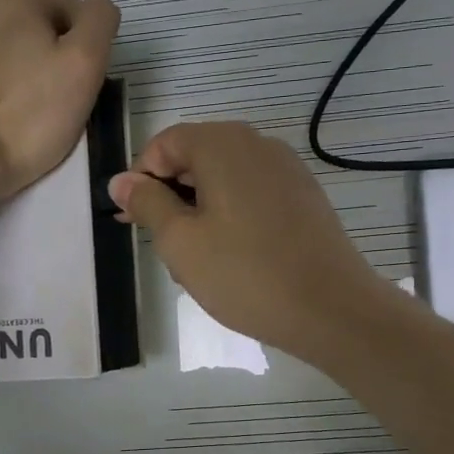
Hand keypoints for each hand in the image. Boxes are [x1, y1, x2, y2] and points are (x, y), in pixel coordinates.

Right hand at [108, 122, 390, 359]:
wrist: (332, 309)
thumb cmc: (246, 274)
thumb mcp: (180, 242)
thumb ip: (146, 203)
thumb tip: (121, 180)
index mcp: (223, 144)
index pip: (164, 144)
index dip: (141, 180)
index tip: (134, 223)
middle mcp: (258, 144)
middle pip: (196, 158)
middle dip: (171, 198)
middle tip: (163, 248)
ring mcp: (287, 169)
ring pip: (224, 180)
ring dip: (200, 212)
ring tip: (198, 263)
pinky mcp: (305, 196)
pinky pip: (253, 195)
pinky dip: (232, 217)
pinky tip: (233, 259)